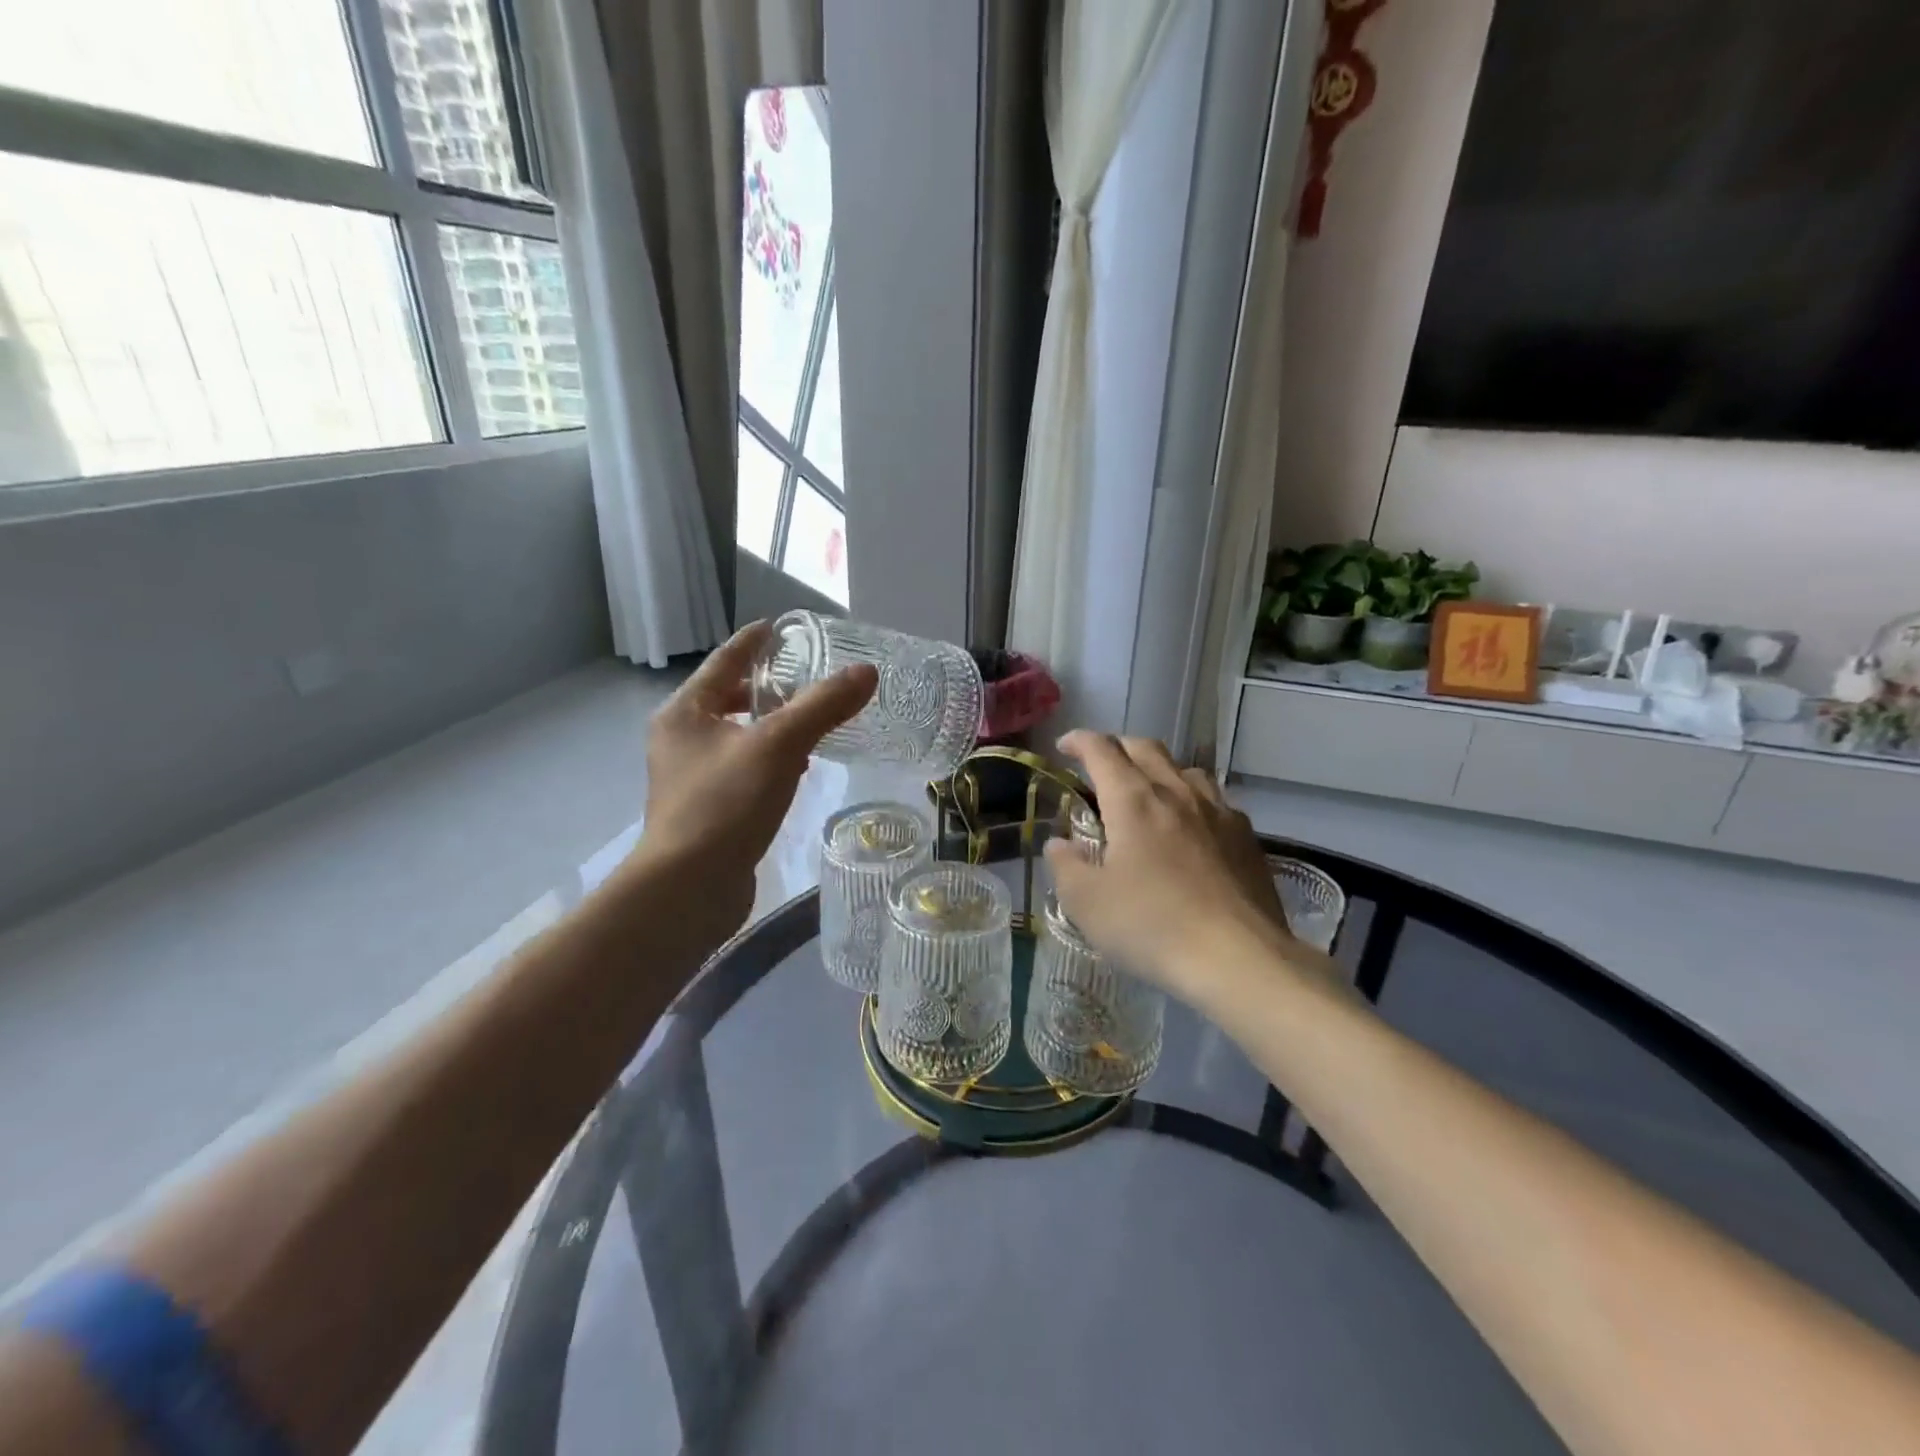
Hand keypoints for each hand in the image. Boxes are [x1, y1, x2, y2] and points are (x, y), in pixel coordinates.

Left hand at [628, 621, 876, 948]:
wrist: (688, 890)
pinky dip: (770, 758)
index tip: (784, 627)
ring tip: (812, 717)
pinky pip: (744, 767)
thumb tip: (866, 672)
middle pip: (729, 698)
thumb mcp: (778, 747)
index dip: (755, 641)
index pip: (725, 660)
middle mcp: (681, 739)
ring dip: (771, 724)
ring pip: (738, 735)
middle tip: (809, 674)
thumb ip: (822, 706)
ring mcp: (691, 777)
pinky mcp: (708, 809)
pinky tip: (799, 767)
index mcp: (685, 713)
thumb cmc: (724, 806)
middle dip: (767, 686)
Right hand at [1044, 732, 1321, 1002]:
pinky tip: (1191, 827)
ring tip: (1147, 792)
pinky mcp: (1246, 837)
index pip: (1102, 750)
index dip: (1080, 741)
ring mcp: (1218, 812)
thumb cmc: (1152, 926)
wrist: (1239, 958)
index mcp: (1133, 800)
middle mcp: (1177, 792)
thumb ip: (1065, 865)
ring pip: (1185, 769)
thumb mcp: (1086, 903)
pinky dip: (1191, 799)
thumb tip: (1060, 844)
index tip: (1064, 747)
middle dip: (1118, 748)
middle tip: (1101, 766)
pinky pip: (1214, 800)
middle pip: (1146, 748)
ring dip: (1158, 770)